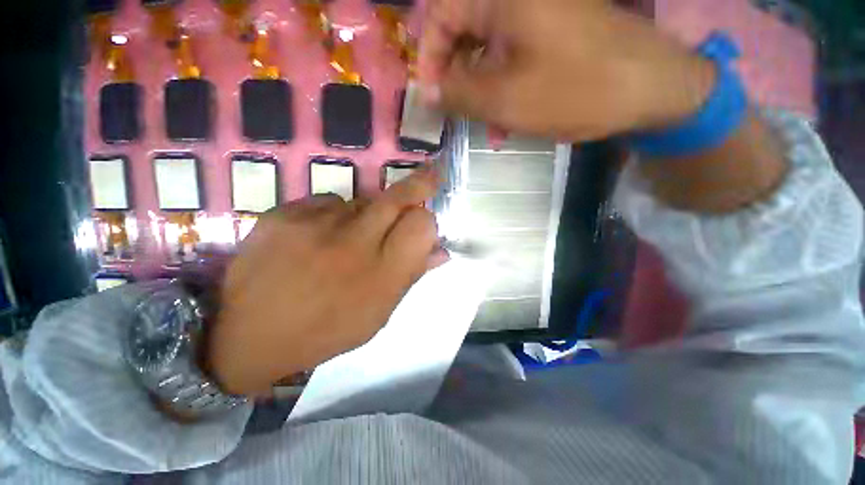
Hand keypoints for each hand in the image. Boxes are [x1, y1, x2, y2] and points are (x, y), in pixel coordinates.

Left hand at [208, 170, 442, 395]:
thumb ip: (410, 277)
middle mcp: (355, 244)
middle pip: (398, 197)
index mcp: (381, 275)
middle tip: (429, 176)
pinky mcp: (284, 214)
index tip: (425, 221)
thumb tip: (440, 252)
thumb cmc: (325, 331)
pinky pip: (327, 202)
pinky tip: (318, 236)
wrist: (247, 335)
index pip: (422, 225)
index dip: (428, 221)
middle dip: (419, 185)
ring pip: (362, 200)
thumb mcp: (377, 314)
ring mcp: (316, 225)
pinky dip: (333, 214)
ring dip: (368, 213)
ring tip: (349, 238)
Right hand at [418, 0, 715, 140]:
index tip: (431, 97)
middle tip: (459, 115)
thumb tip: (426, 93)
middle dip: (457, 79)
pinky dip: (503, 87)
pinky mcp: (551, 30)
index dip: (429, 58)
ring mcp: (537, 11)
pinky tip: (508, 119)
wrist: (653, 88)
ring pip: (487, 51)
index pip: (439, 14)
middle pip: (463, 32)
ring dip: (481, 91)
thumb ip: (458, 94)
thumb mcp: (505, 100)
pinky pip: (511, 57)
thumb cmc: (577, 90)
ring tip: (487, 127)